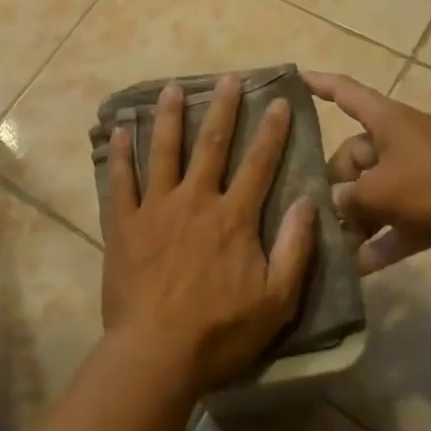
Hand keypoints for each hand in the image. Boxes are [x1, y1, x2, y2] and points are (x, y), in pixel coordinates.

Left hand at [103, 75, 315, 396]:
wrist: (157, 353)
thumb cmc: (221, 332)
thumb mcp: (277, 300)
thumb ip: (296, 248)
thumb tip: (310, 201)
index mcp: (233, 217)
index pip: (259, 164)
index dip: (271, 132)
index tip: (279, 102)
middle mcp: (195, 200)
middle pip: (212, 145)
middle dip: (223, 109)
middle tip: (228, 78)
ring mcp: (155, 208)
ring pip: (164, 151)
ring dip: (169, 117)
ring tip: (172, 88)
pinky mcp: (124, 223)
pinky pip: (121, 180)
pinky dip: (120, 154)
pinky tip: (120, 130)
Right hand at [305, 72, 430, 270]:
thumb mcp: (382, 190)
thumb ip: (349, 198)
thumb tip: (331, 204)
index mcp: (385, 121)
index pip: (345, 92)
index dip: (319, 85)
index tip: (294, 79)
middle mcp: (397, 143)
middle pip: (352, 158)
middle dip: (334, 186)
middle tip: (315, 214)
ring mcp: (415, 177)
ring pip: (372, 195)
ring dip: (355, 220)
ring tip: (329, 245)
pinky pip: (395, 224)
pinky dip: (380, 243)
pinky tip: (357, 269)